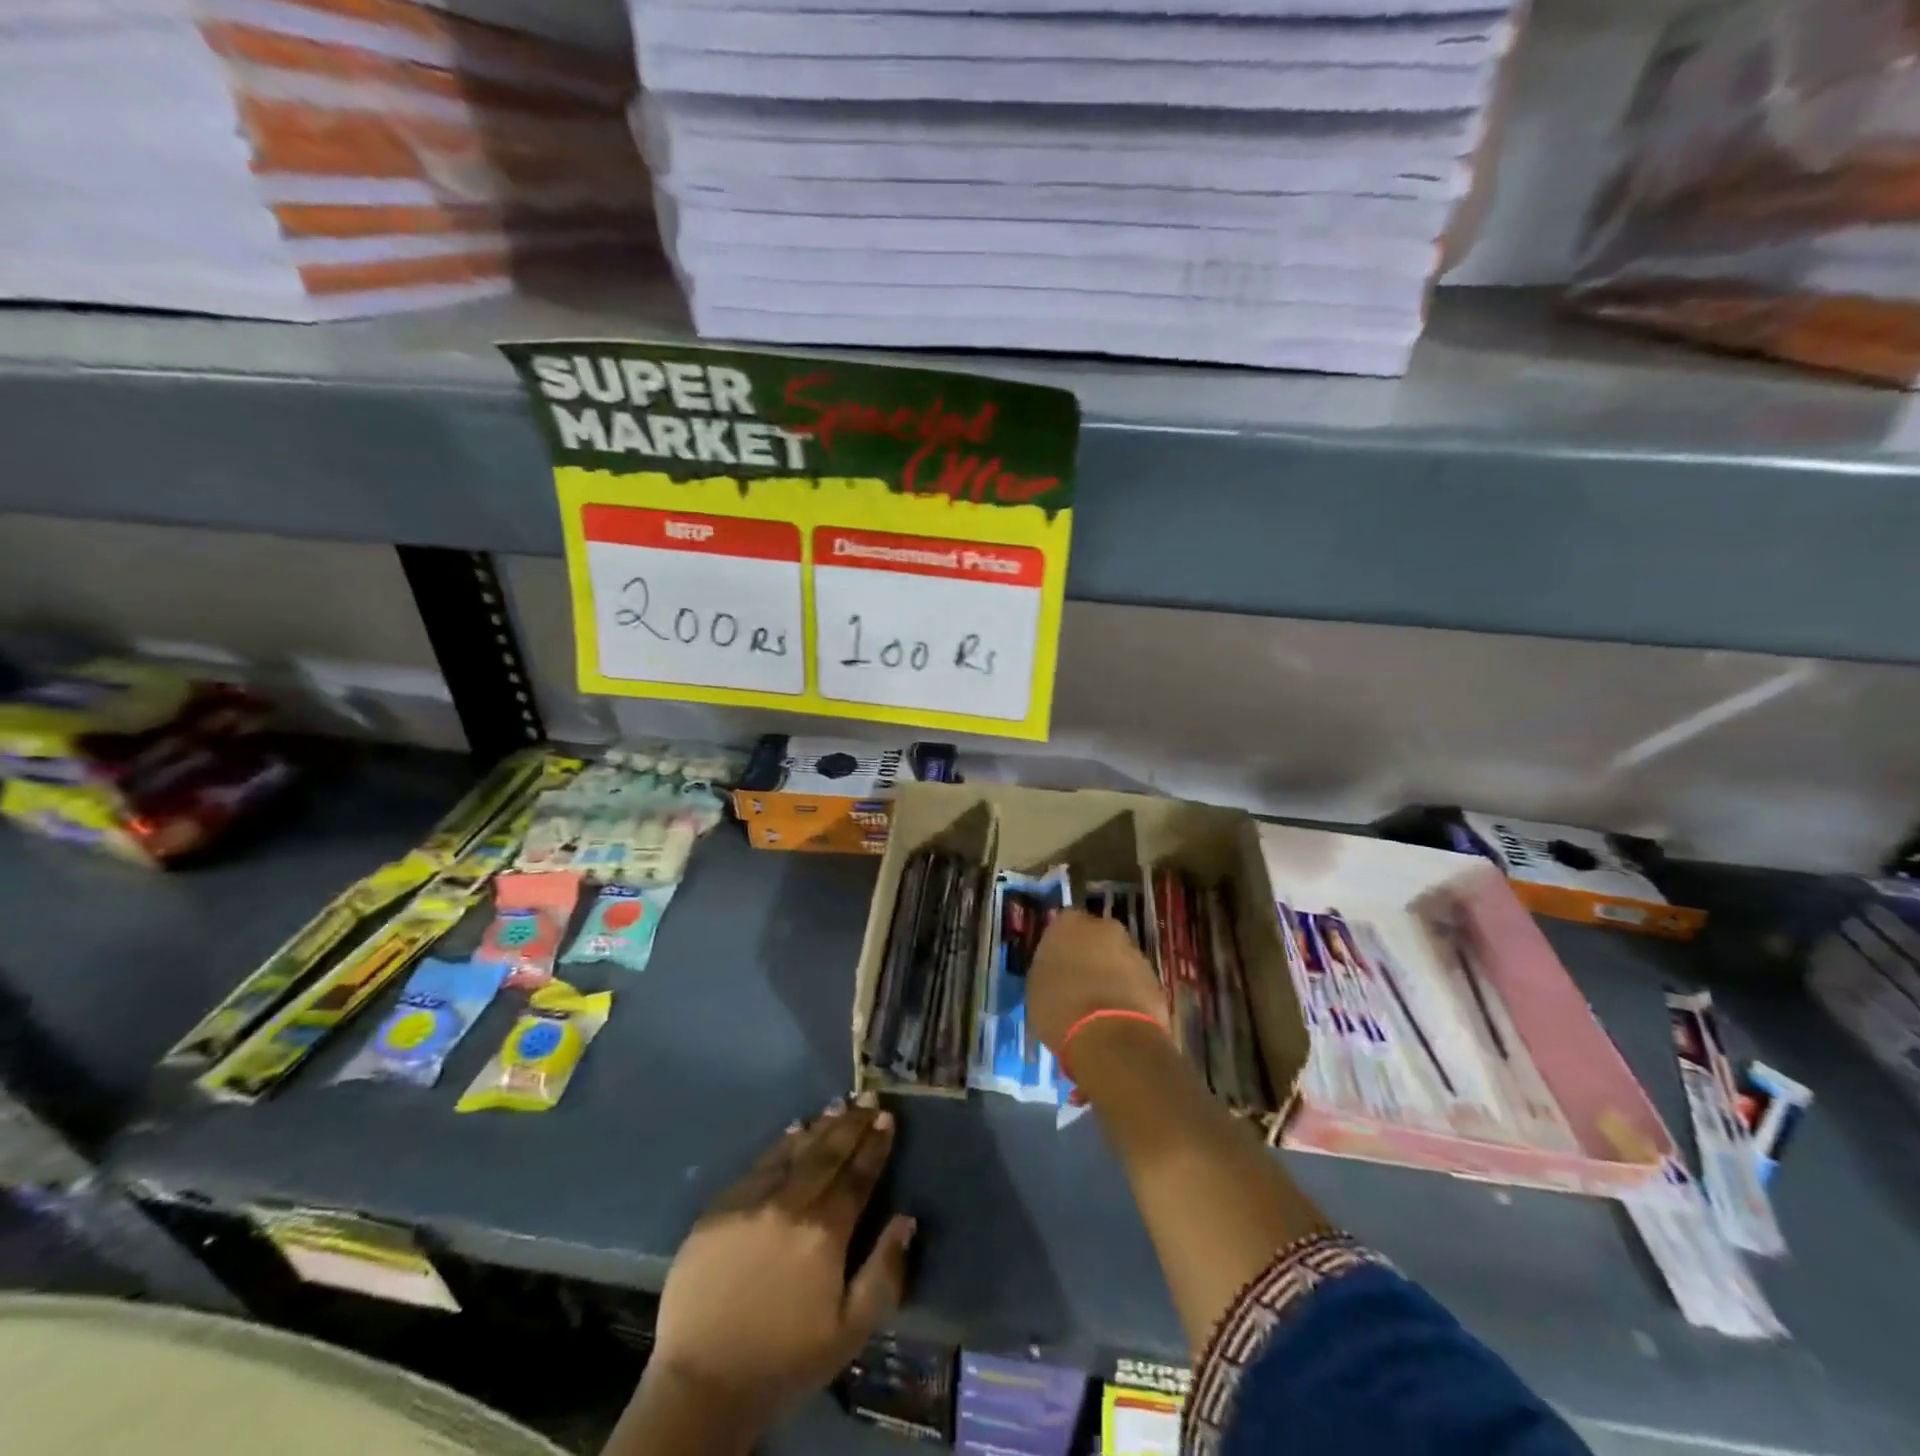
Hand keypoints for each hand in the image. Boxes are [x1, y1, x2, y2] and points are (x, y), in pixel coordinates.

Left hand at [646, 1098, 915, 1439]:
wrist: (702, 1385)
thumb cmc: (785, 1362)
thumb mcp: (850, 1332)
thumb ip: (884, 1272)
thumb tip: (907, 1219)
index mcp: (825, 1233)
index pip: (858, 1176)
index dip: (875, 1145)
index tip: (887, 1118)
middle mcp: (790, 1205)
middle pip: (828, 1154)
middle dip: (852, 1124)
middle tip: (868, 1098)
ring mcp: (751, 1202)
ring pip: (794, 1152)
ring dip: (820, 1127)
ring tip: (839, 1105)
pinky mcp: (719, 1209)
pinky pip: (758, 1165)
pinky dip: (781, 1144)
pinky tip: (794, 1130)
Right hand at [1027, 910, 1169, 1055]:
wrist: (1110, 1036)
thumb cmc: (1061, 1007)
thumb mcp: (1036, 987)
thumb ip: (1047, 968)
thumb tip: (1056, 969)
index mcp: (1068, 923)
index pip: (1062, 924)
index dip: (1060, 945)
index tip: (1056, 965)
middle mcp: (1104, 927)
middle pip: (1095, 937)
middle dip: (1089, 955)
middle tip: (1078, 982)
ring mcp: (1133, 951)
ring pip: (1117, 958)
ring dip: (1110, 974)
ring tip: (1098, 1005)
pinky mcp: (1155, 977)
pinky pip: (1135, 981)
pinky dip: (1127, 993)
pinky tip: (1117, 1017)